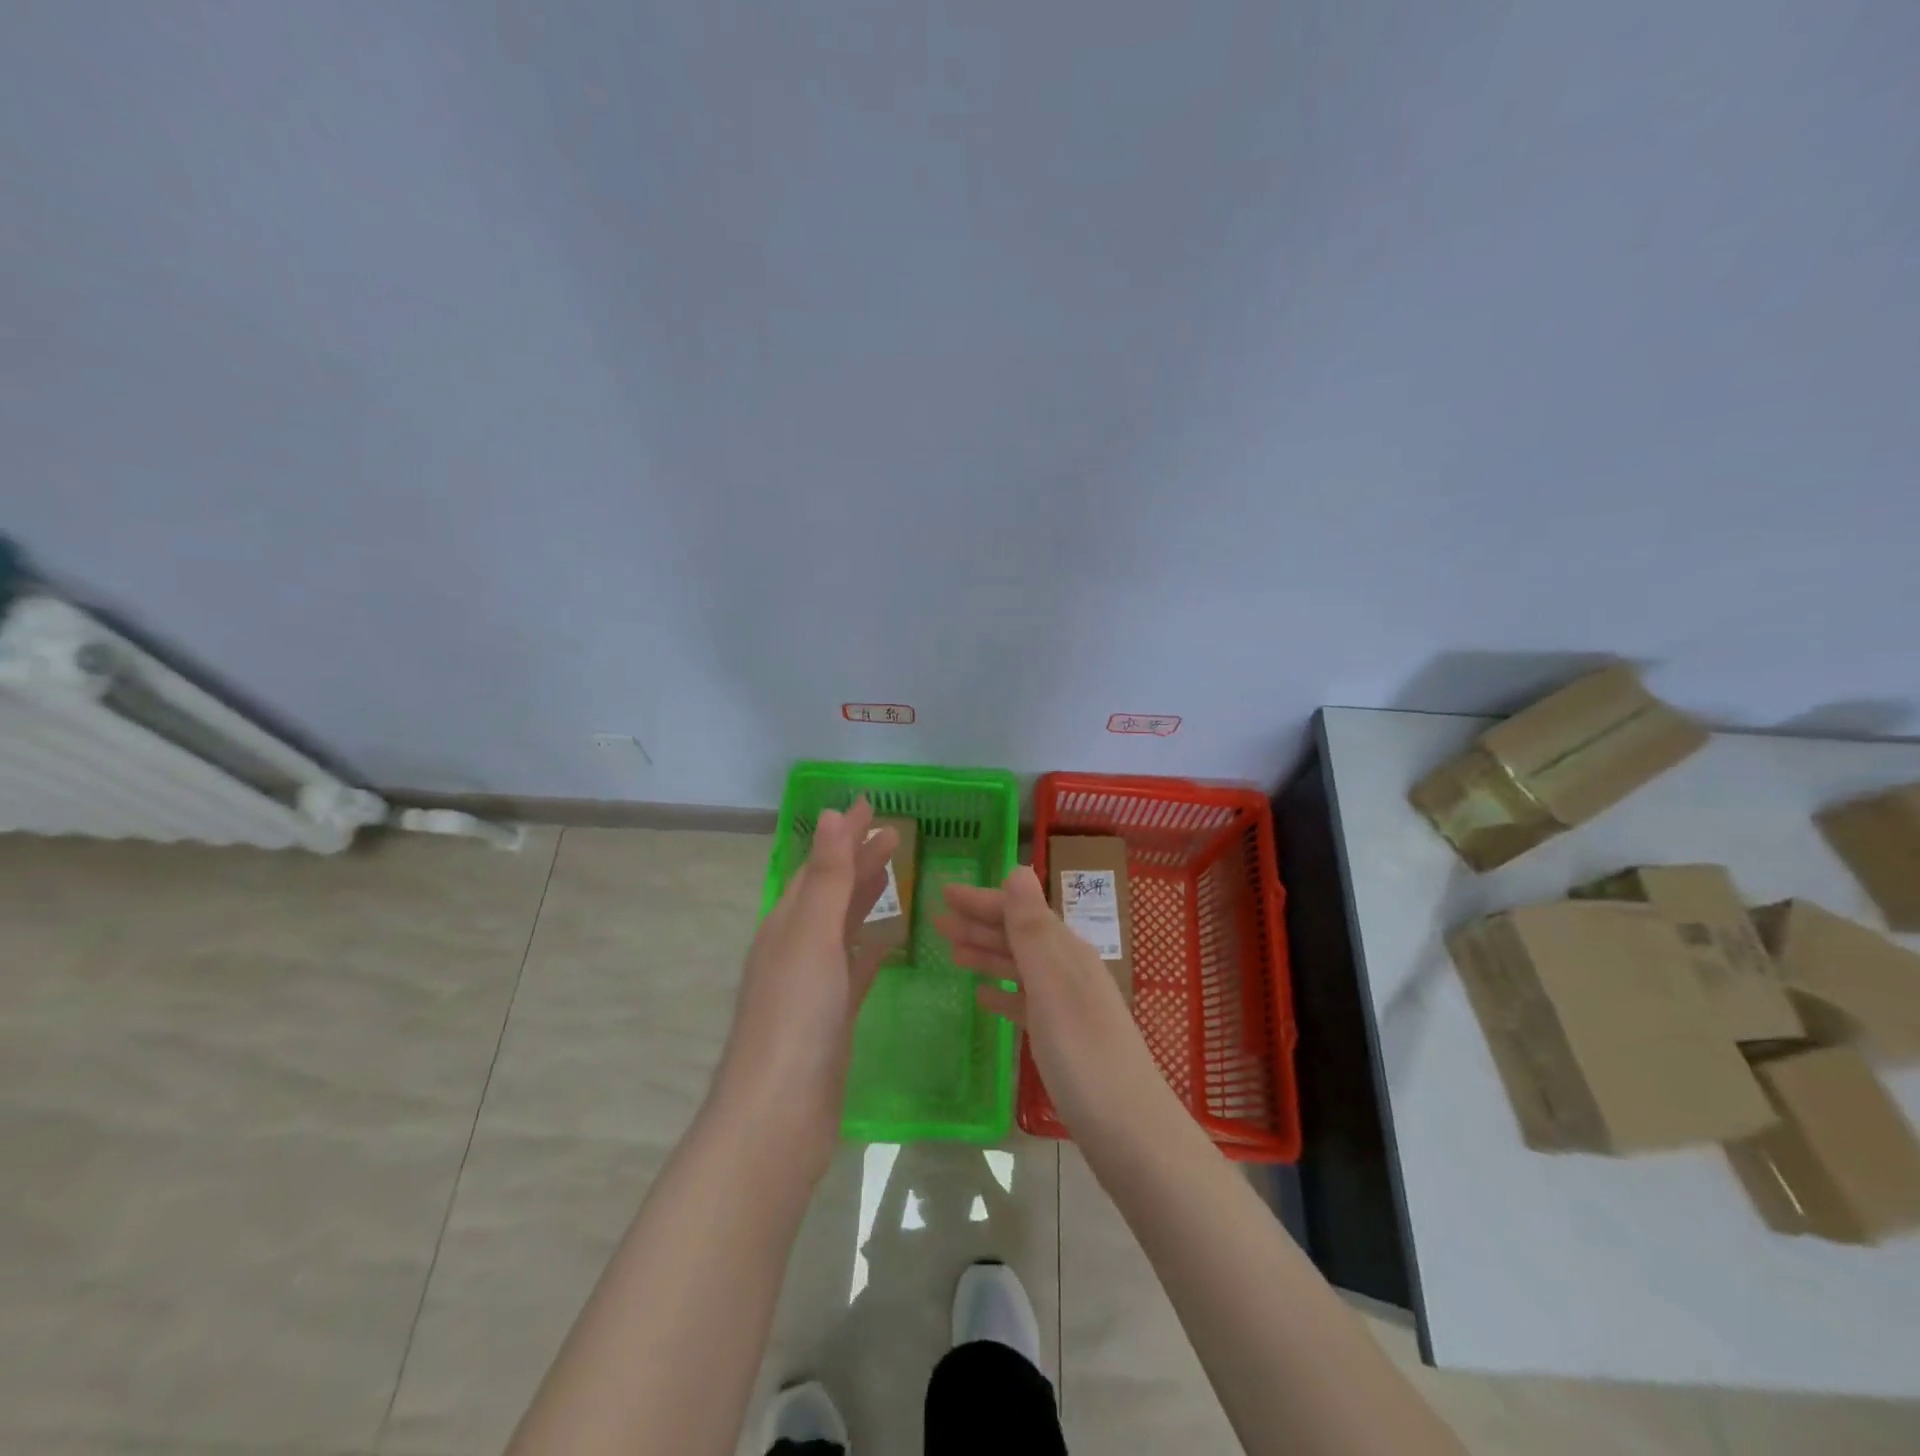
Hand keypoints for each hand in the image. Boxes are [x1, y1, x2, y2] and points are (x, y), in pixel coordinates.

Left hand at [711, 800, 896, 1170]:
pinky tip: (890, 939)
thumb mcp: (811, 935)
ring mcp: (814, 984)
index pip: (819, 865)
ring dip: (866, 896)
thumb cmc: (795, 1016)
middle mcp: (796, 947)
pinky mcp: (833, 1016)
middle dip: (859, 859)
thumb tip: (831, 814)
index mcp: (786, 923)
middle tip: (895, 833)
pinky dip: (871, 946)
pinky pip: (855, 967)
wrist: (778, 1116)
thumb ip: (827, 876)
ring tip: (895, 872)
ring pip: (844, 926)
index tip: (871, 805)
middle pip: (832, 891)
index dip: (844, 834)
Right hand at [935, 866, 1167, 1138]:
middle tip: (938, 919)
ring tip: (952, 951)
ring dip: (987, 955)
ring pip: (1019, 967)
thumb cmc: (1083, 1054)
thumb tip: (1018, 869)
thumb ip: (1031, 928)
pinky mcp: (1063, 1039)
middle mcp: (1068, 970)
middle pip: (1018, 936)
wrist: (1128, 1131)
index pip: (1019, 911)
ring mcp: (1067, 1006)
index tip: (945, 892)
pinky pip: (1026, 1002)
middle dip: (979, 924)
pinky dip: (1003, 994)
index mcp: (1066, 951)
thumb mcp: (1051, 984)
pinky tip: (983, 998)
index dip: (983, 900)